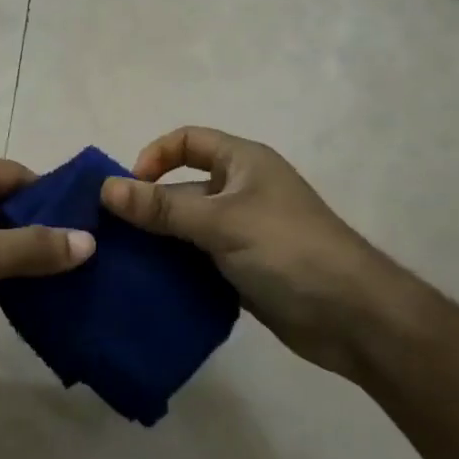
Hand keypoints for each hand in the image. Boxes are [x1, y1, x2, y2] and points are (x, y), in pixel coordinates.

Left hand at [0, 159, 94, 362]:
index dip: (51, 194)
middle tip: (79, 257)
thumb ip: (32, 247)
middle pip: (1, 202)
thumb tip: (88, 240)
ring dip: (15, 252)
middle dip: (37, 226)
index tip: (85, 223)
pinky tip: (15, 296)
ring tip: (57, 280)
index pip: (16, 173)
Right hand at [99, 126, 417, 373]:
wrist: (353, 317)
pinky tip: (148, 285)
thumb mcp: (221, 222)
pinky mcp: (241, 270)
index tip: (129, 190)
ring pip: (186, 228)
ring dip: (156, 242)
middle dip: (147, 207)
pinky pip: (197, 260)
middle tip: (111, 234)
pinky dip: (174, 268)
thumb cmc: (288, 250)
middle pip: (181, 188)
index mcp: (243, 163)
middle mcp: (240, 192)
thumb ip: (162, 207)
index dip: (154, 157)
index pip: (187, 141)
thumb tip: (105, 189)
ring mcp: (242, 233)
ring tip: (119, 262)